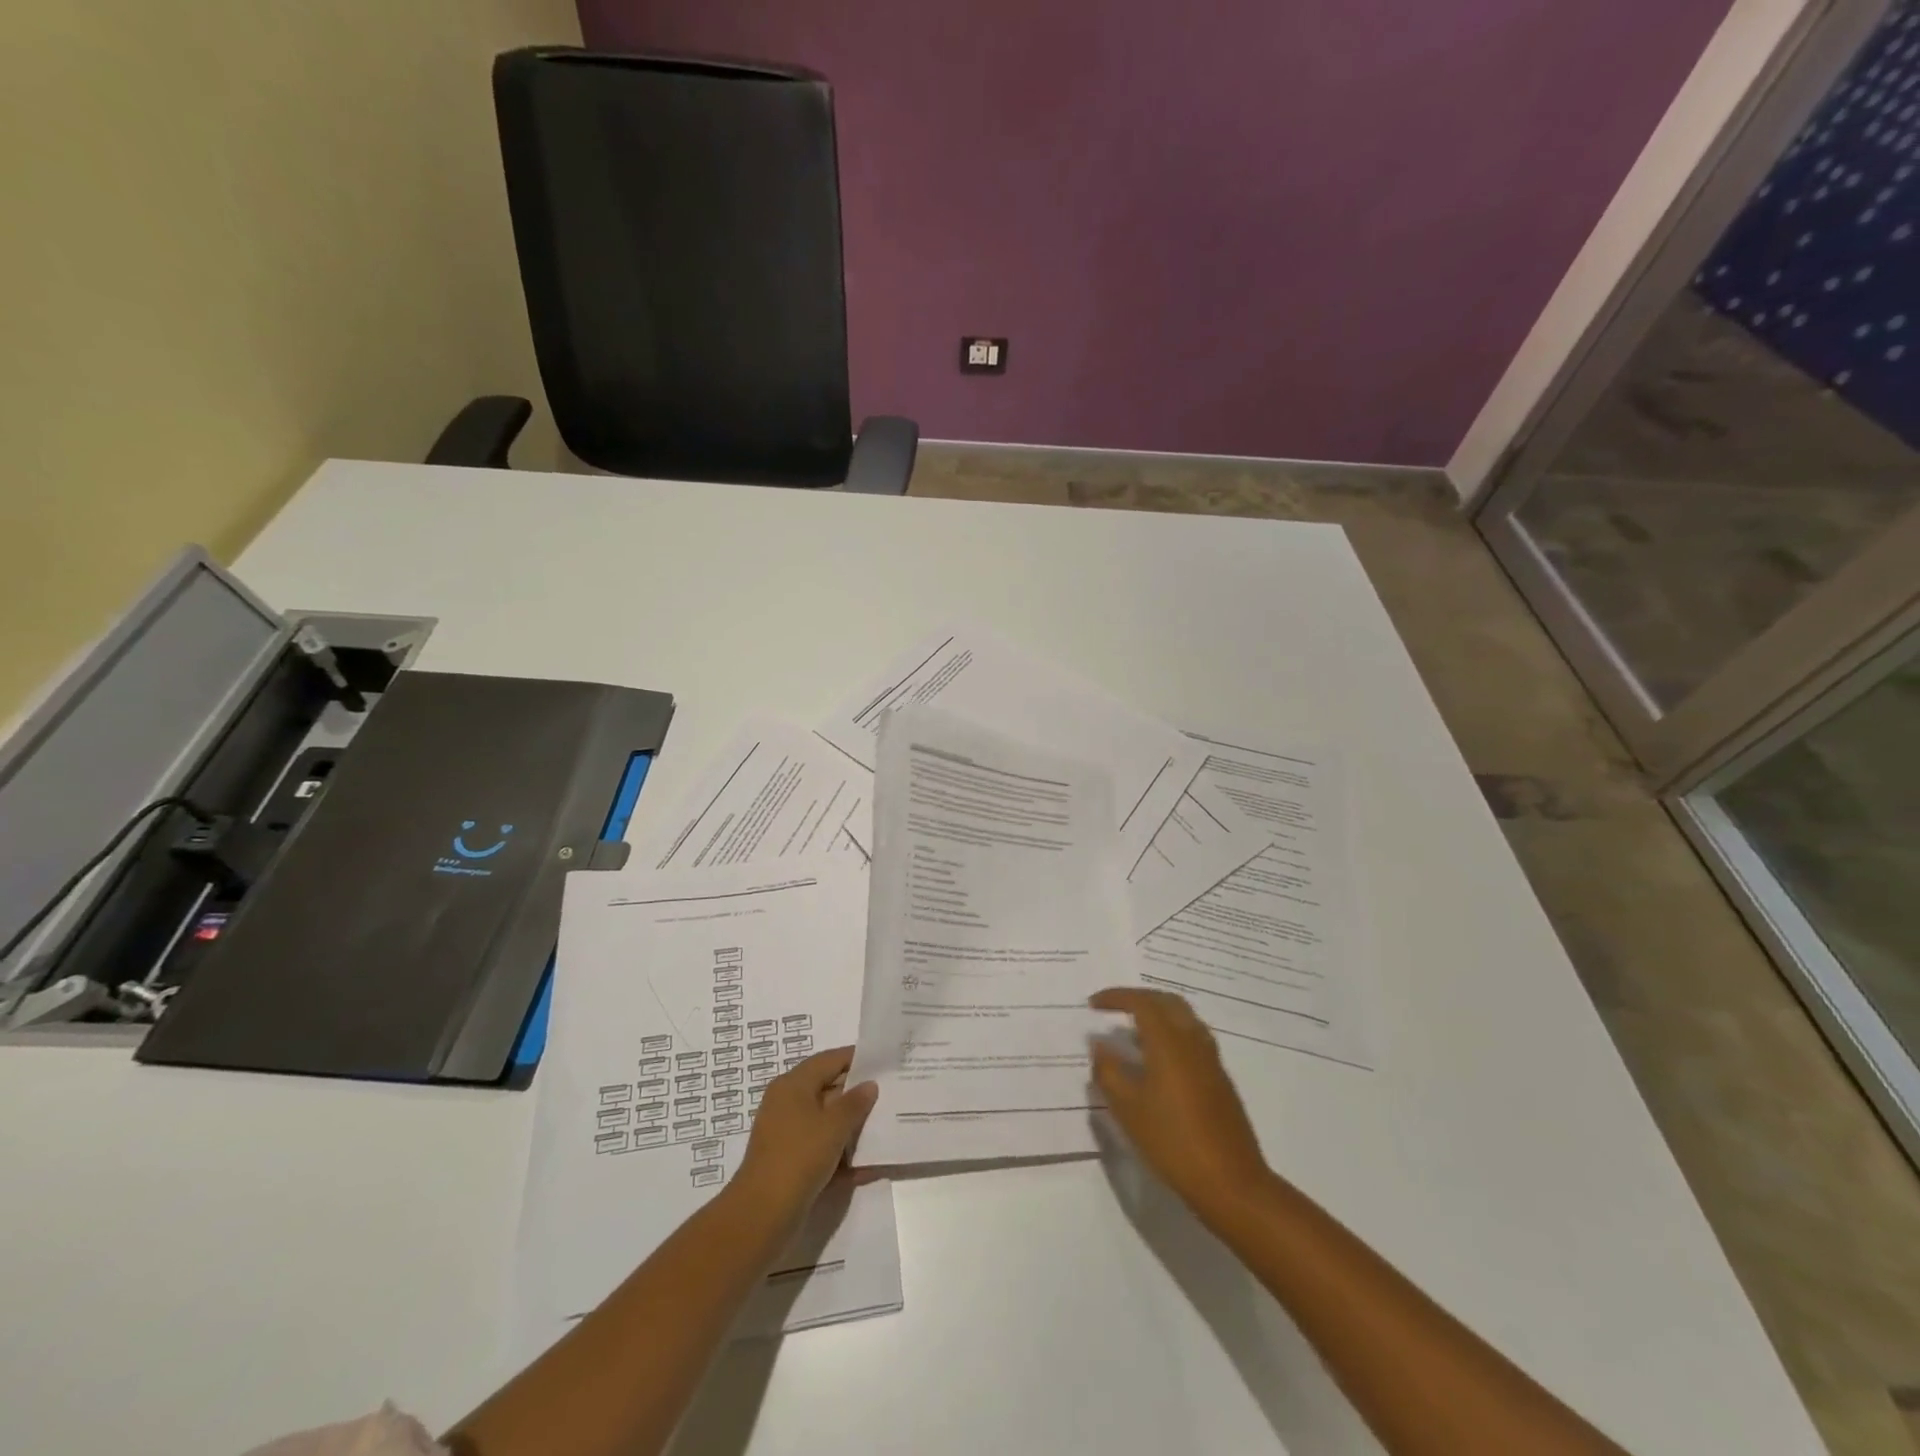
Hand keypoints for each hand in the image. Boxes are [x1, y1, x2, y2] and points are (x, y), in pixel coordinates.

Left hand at [735, 1046, 876, 1218]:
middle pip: (828, 1090)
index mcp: (793, 1085)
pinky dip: (843, 1156)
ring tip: (886, 1127)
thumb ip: (855, 1103)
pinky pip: (823, 1150)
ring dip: (853, 1128)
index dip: (856, 1058)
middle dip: (858, 1095)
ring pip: (827, 1123)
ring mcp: (789, 1135)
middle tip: (890, 1094)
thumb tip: (869, 1085)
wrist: (763, 1215)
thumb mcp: (834, 1126)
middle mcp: (788, 1104)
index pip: (829, 1060)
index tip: (884, 1062)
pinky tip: (871, 1166)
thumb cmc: (799, 1157)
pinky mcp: (792, 1163)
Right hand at [1090, 988, 1269, 1218]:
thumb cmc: (1172, 1141)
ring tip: (1133, 1033)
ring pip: (1184, 1018)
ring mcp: (1211, 1060)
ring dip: (1158, 1014)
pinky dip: (1171, 1034)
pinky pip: (1193, 1038)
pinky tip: (1157, 1061)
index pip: (1141, 1002)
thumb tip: (1099, 1044)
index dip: (1116, 997)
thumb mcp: (1128, 1109)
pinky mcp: (1220, 1079)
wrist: (1231, 1182)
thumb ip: (1108, 1070)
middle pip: (1167, 1001)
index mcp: (1169, 1042)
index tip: (1093, 1004)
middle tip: (1114, 1008)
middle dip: (1139, 998)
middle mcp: (1193, 1041)